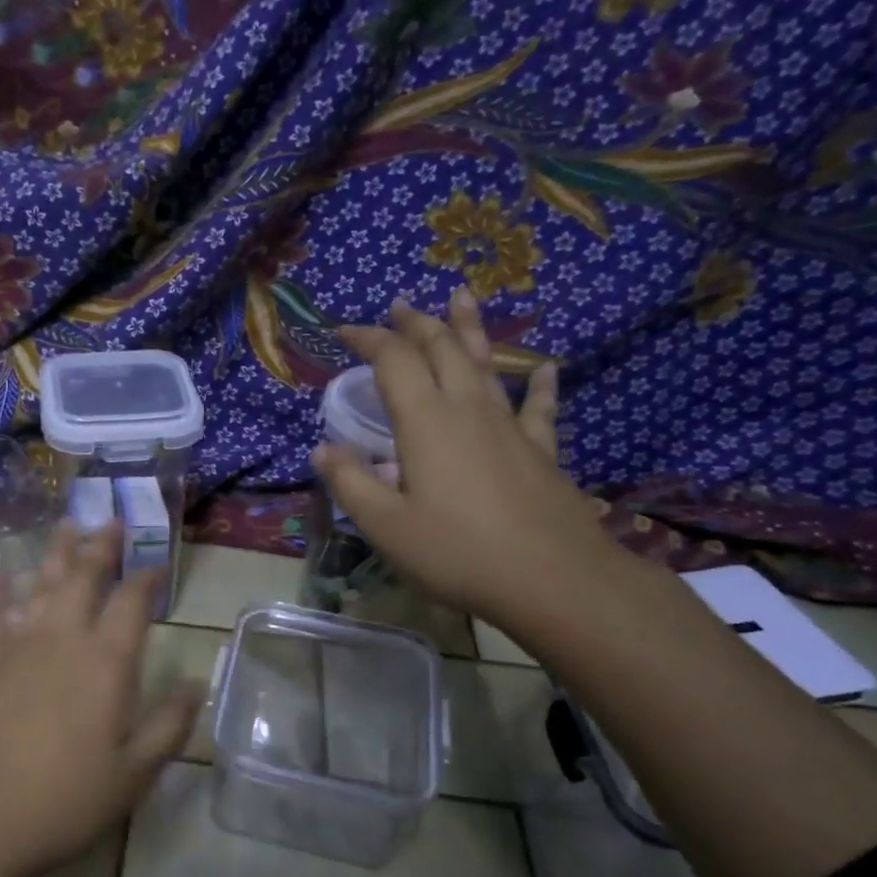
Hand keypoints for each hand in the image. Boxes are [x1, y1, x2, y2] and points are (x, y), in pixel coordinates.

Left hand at [0, 522, 197, 876]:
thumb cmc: (61, 802)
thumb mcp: (132, 776)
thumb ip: (168, 726)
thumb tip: (197, 684)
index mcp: (105, 664)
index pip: (131, 603)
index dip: (147, 579)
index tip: (157, 565)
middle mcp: (62, 641)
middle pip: (83, 579)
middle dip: (100, 547)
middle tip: (110, 519)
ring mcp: (15, 648)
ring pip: (40, 586)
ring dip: (56, 554)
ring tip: (67, 524)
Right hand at [311, 288, 613, 623]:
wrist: (552, 579)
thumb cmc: (457, 552)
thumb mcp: (386, 526)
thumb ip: (352, 483)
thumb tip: (323, 449)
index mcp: (425, 421)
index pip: (393, 361)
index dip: (368, 339)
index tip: (343, 331)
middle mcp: (467, 409)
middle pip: (442, 348)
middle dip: (417, 323)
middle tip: (400, 306)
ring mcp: (509, 426)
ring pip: (486, 363)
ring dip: (469, 330)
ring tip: (462, 297)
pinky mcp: (541, 450)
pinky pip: (539, 406)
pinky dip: (540, 384)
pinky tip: (547, 369)